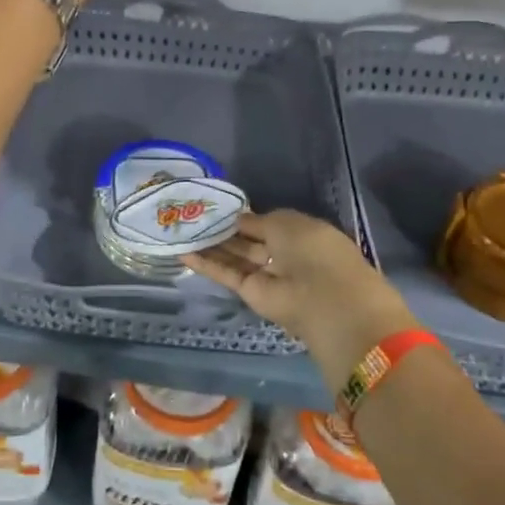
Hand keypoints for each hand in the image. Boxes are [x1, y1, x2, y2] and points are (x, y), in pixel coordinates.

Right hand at [186, 211, 419, 385]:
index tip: (217, 207)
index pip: (266, 224)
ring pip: (235, 258)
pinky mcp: (251, 293)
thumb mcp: (285, 222)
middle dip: (223, 231)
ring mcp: (266, 275)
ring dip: (210, 246)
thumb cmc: (312, 249)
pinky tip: (183, 253)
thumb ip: (258, 220)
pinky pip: (227, 275)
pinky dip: (206, 265)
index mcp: (300, 234)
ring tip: (181, 231)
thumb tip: (238, 219)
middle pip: (248, 242)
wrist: (323, 297)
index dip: (243, 217)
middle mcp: (283, 254)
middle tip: (192, 218)